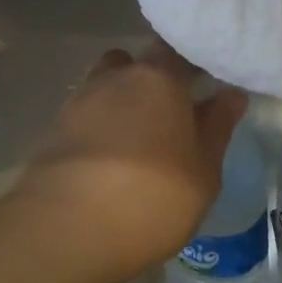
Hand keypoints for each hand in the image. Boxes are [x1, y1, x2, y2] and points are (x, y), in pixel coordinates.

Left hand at [10, 42, 246, 282]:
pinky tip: (106, 164)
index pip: (176, 51)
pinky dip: (95, 133)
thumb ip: (217, 128)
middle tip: (168, 117)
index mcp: (158, 78)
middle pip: (133, 65)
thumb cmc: (153, 197)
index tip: (204, 86)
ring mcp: (76, 104)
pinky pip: (82, 121)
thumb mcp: (204, 171)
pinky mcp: (50, 134)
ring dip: (118, 106)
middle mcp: (113, 79)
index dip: (190, 65)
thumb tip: (230, 95)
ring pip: (103, 90)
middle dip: (149, 82)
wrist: (67, 231)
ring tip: (135, 144)